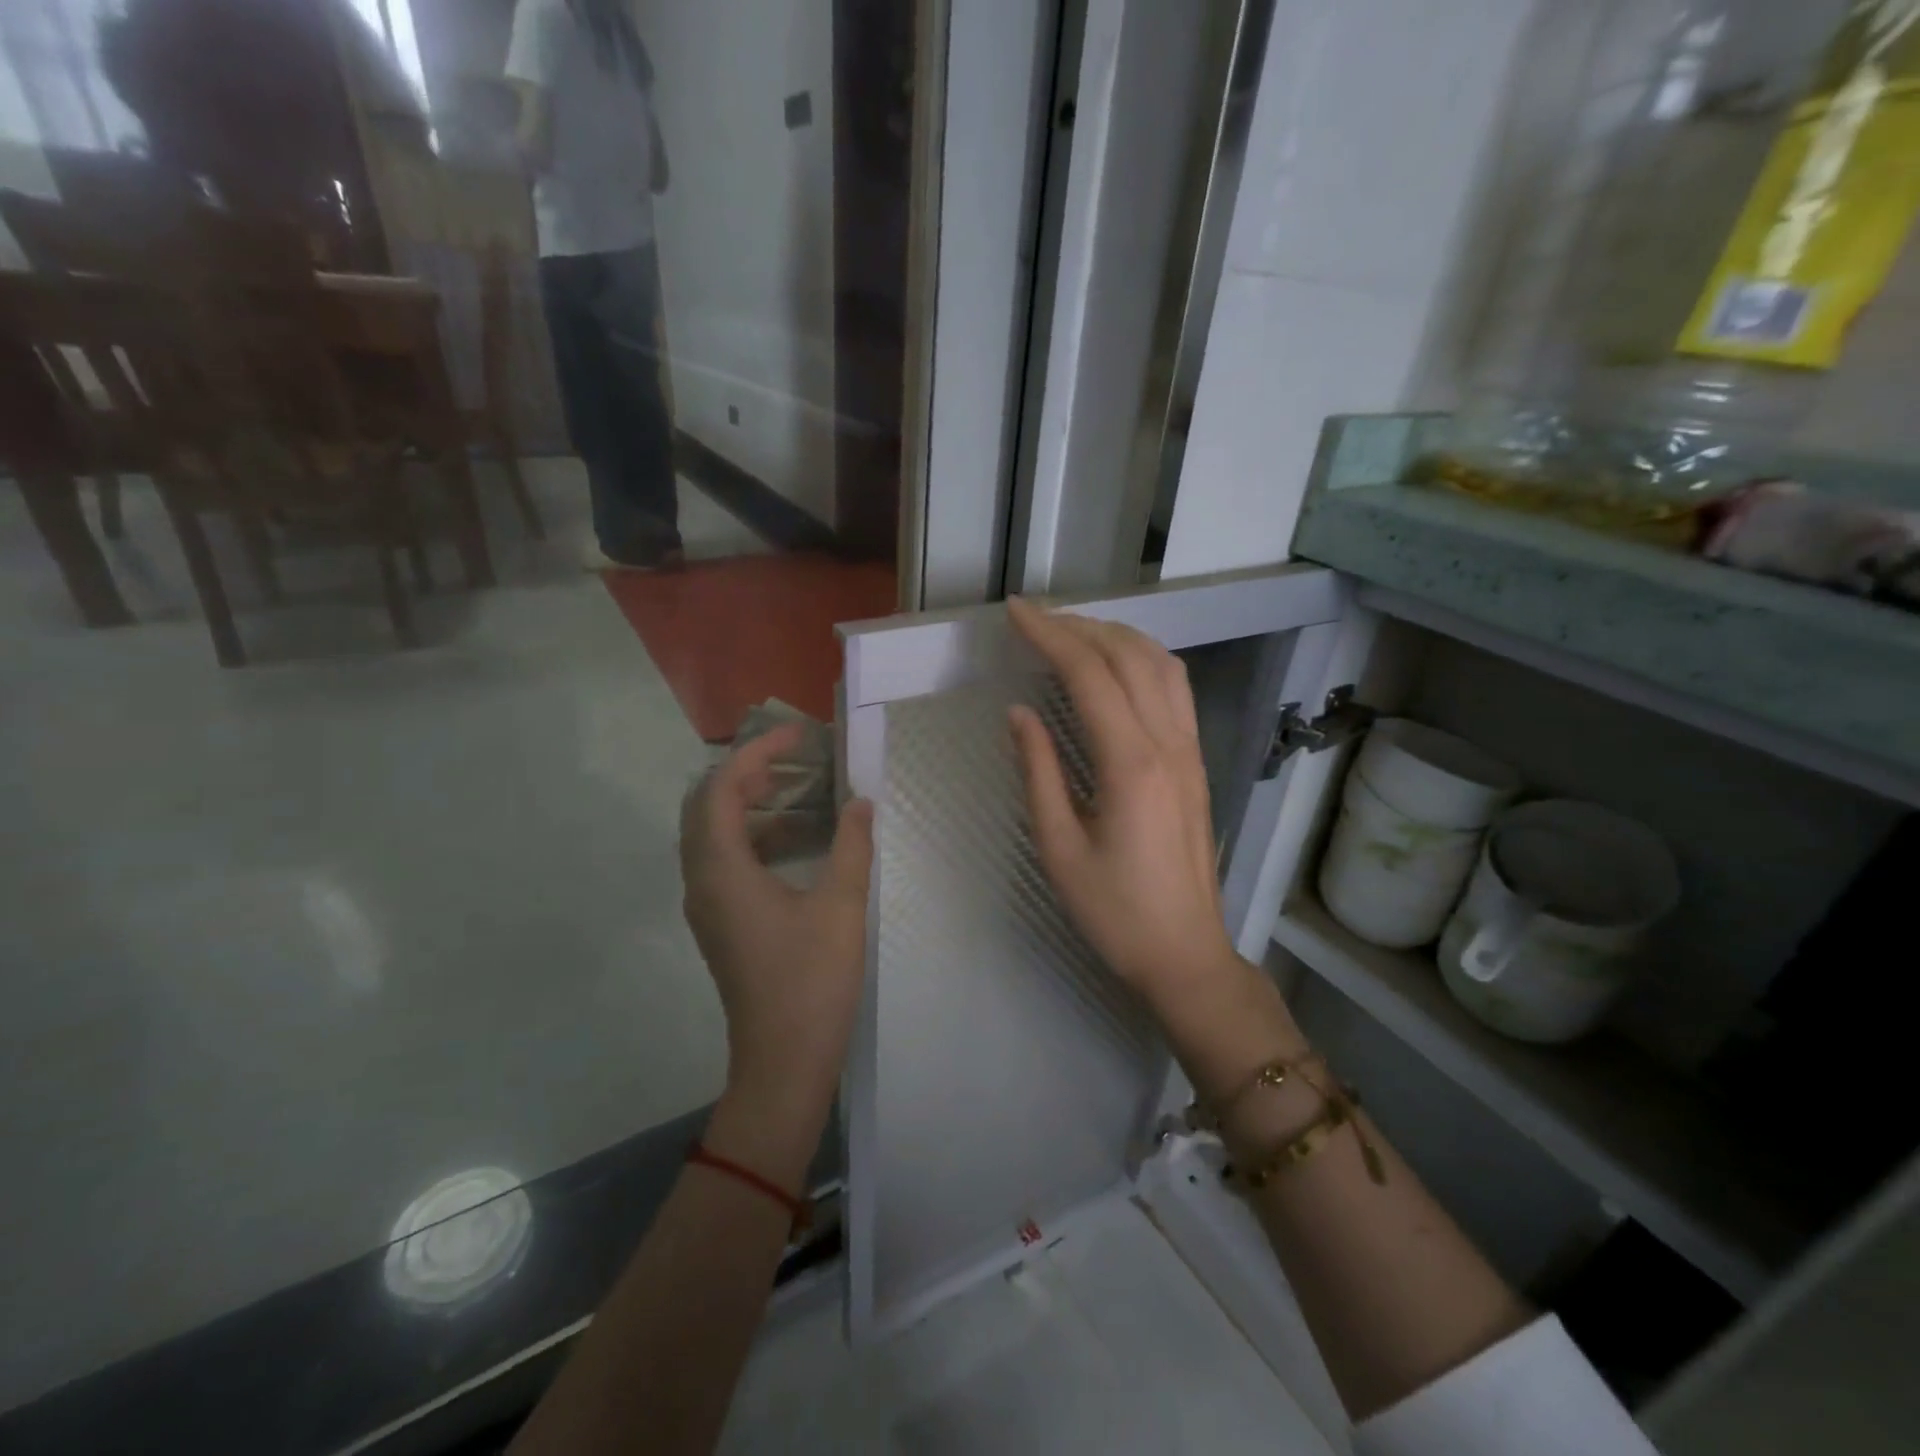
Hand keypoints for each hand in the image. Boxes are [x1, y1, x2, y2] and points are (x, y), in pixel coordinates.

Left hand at [680, 725, 873, 1115]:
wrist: (783, 1063)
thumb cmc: (811, 982)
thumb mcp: (841, 906)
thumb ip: (851, 845)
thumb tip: (862, 801)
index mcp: (722, 871)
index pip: (722, 788)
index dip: (757, 752)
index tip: (799, 733)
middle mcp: (702, 881)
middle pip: (707, 805)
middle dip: (748, 771)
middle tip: (796, 757)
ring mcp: (707, 905)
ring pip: (713, 833)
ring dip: (749, 802)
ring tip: (798, 787)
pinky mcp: (721, 923)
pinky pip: (725, 860)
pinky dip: (754, 835)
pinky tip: (796, 839)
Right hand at [1006, 598, 1242, 1012]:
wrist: (1185, 953)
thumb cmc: (1114, 911)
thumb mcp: (1059, 848)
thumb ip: (1038, 771)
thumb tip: (1019, 712)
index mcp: (1130, 764)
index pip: (1089, 674)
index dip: (1049, 634)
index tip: (1014, 611)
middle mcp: (1168, 743)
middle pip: (1127, 656)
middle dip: (1079, 626)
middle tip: (1034, 619)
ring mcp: (1190, 749)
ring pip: (1160, 664)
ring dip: (1115, 636)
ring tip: (1071, 631)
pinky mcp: (1196, 761)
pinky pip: (1176, 688)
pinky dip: (1143, 659)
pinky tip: (1118, 665)